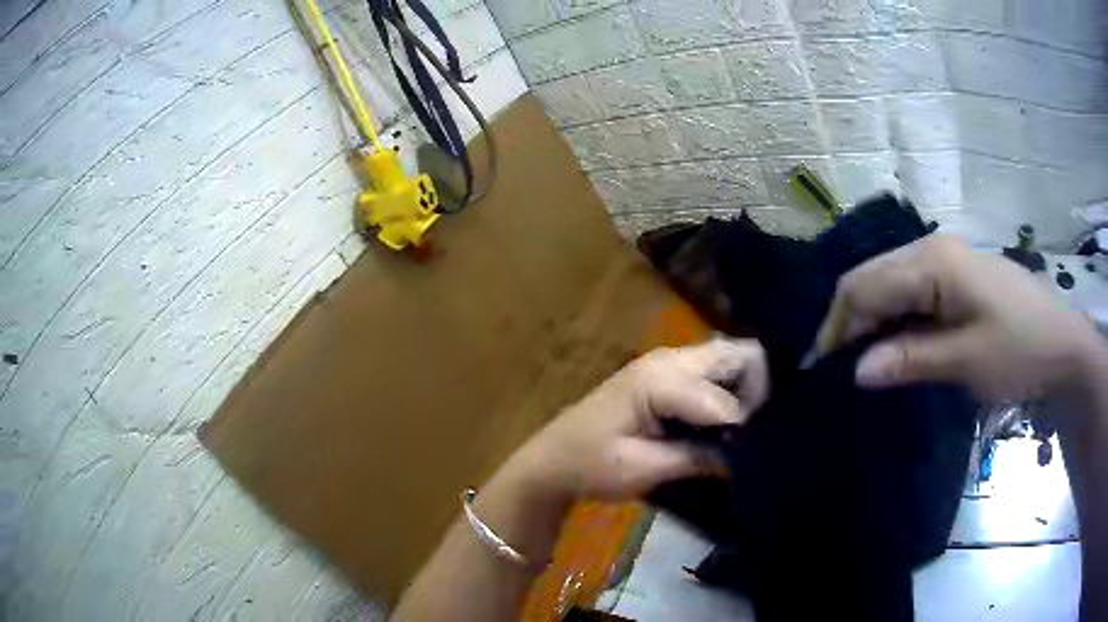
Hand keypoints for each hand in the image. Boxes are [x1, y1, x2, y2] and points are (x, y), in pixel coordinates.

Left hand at [505, 338, 768, 502]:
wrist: (554, 458)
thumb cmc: (590, 465)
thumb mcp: (643, 469)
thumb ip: (697, 458)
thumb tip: (747, 455)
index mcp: (659, 380)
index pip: (725, 399)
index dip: (743, 429)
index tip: (749, 457)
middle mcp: (670, 359)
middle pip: (739, 355)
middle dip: (758, 392)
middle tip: (755, 433)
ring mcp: (669, 361)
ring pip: (731, 358)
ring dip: (747, 389)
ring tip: (746, 429)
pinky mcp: (669, 373)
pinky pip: (716, 370)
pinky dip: (732, 390)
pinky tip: (730, 422)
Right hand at [817, 234, 1104, 401]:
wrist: (1062, 344)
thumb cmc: (1020, 350)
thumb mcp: (966, 361)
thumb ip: (911, 359)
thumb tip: (857, 369)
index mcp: (933, 261)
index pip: (865, 286)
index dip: (837, 326)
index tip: (820, 371)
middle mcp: (933, 248)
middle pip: (872, 277)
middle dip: (849, 321)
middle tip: (838, 370)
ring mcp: (946, 258)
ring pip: (889, 282)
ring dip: (871, 320)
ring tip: (863, 362)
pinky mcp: (957, 274)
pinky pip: (911, 289)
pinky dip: (894, 317)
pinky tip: (896, 344)